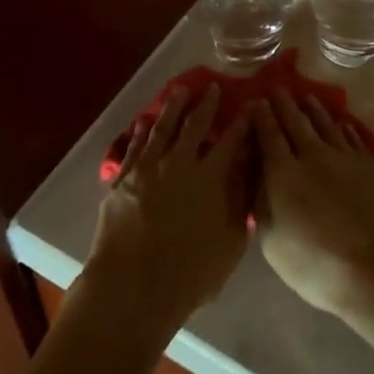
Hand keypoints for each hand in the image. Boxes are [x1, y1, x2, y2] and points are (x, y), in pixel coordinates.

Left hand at [84, 86, 255, 339]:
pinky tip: (145, 121)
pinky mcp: (124, 179)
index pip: (231, 142)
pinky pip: (135, 147)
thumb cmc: (190, 274)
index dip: (241, 123)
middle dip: (206, 104)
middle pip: (195, 126)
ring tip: (179, 91)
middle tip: (211, 87)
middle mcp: (180, 163)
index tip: (249, 105)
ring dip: (173, 108)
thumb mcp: (230, 244)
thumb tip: (249, 173)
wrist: (133, 286)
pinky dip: (142, 132)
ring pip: (163, 128)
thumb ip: (240, 203)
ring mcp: (149, 168)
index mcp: (211, 178)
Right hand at [253, 90, 373, 322]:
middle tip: (278, 89)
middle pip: (296, 123)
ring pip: (326, 125)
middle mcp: (312, 156)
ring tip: (307, 98)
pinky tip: (342, 124)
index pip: (268, 135)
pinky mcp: (369, 167)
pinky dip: (344, 128)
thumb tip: (256, 176)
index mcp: (283, 172)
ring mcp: (344, 158)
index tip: (256, 101)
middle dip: (285, 104)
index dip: (261, 117)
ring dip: (314, 110)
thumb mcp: (272, 241)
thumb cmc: (316, 263)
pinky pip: (353, 139)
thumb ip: (261, 203)